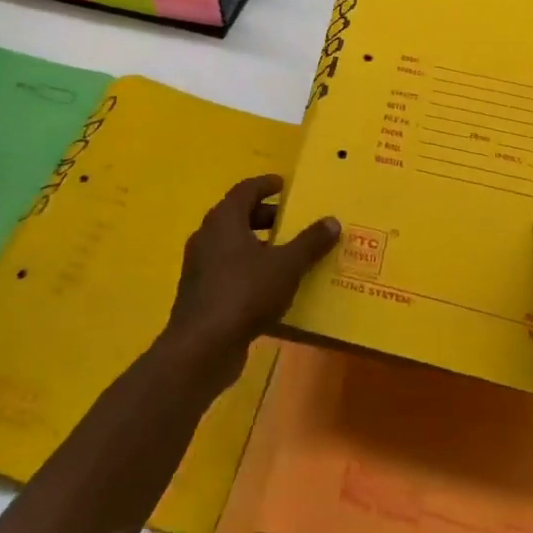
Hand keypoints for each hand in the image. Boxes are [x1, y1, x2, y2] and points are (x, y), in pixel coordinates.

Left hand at [161, 175, 339, 388]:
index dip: (266, 184)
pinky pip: (228, 270)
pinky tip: (271, 286)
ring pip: (232, 245)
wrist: (202, 347)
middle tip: (291, 220)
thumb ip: (309, 242)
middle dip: (265, 216)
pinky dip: (249, 269)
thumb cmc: (244, 293)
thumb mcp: (286, 266)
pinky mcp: (200, 293)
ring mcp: (200, 266)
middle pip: (237, 216)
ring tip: (287, 253)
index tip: (284, 184)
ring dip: (258, 245)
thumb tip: (332, 220)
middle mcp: (207, 237)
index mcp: (224, 220)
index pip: (245, 190)